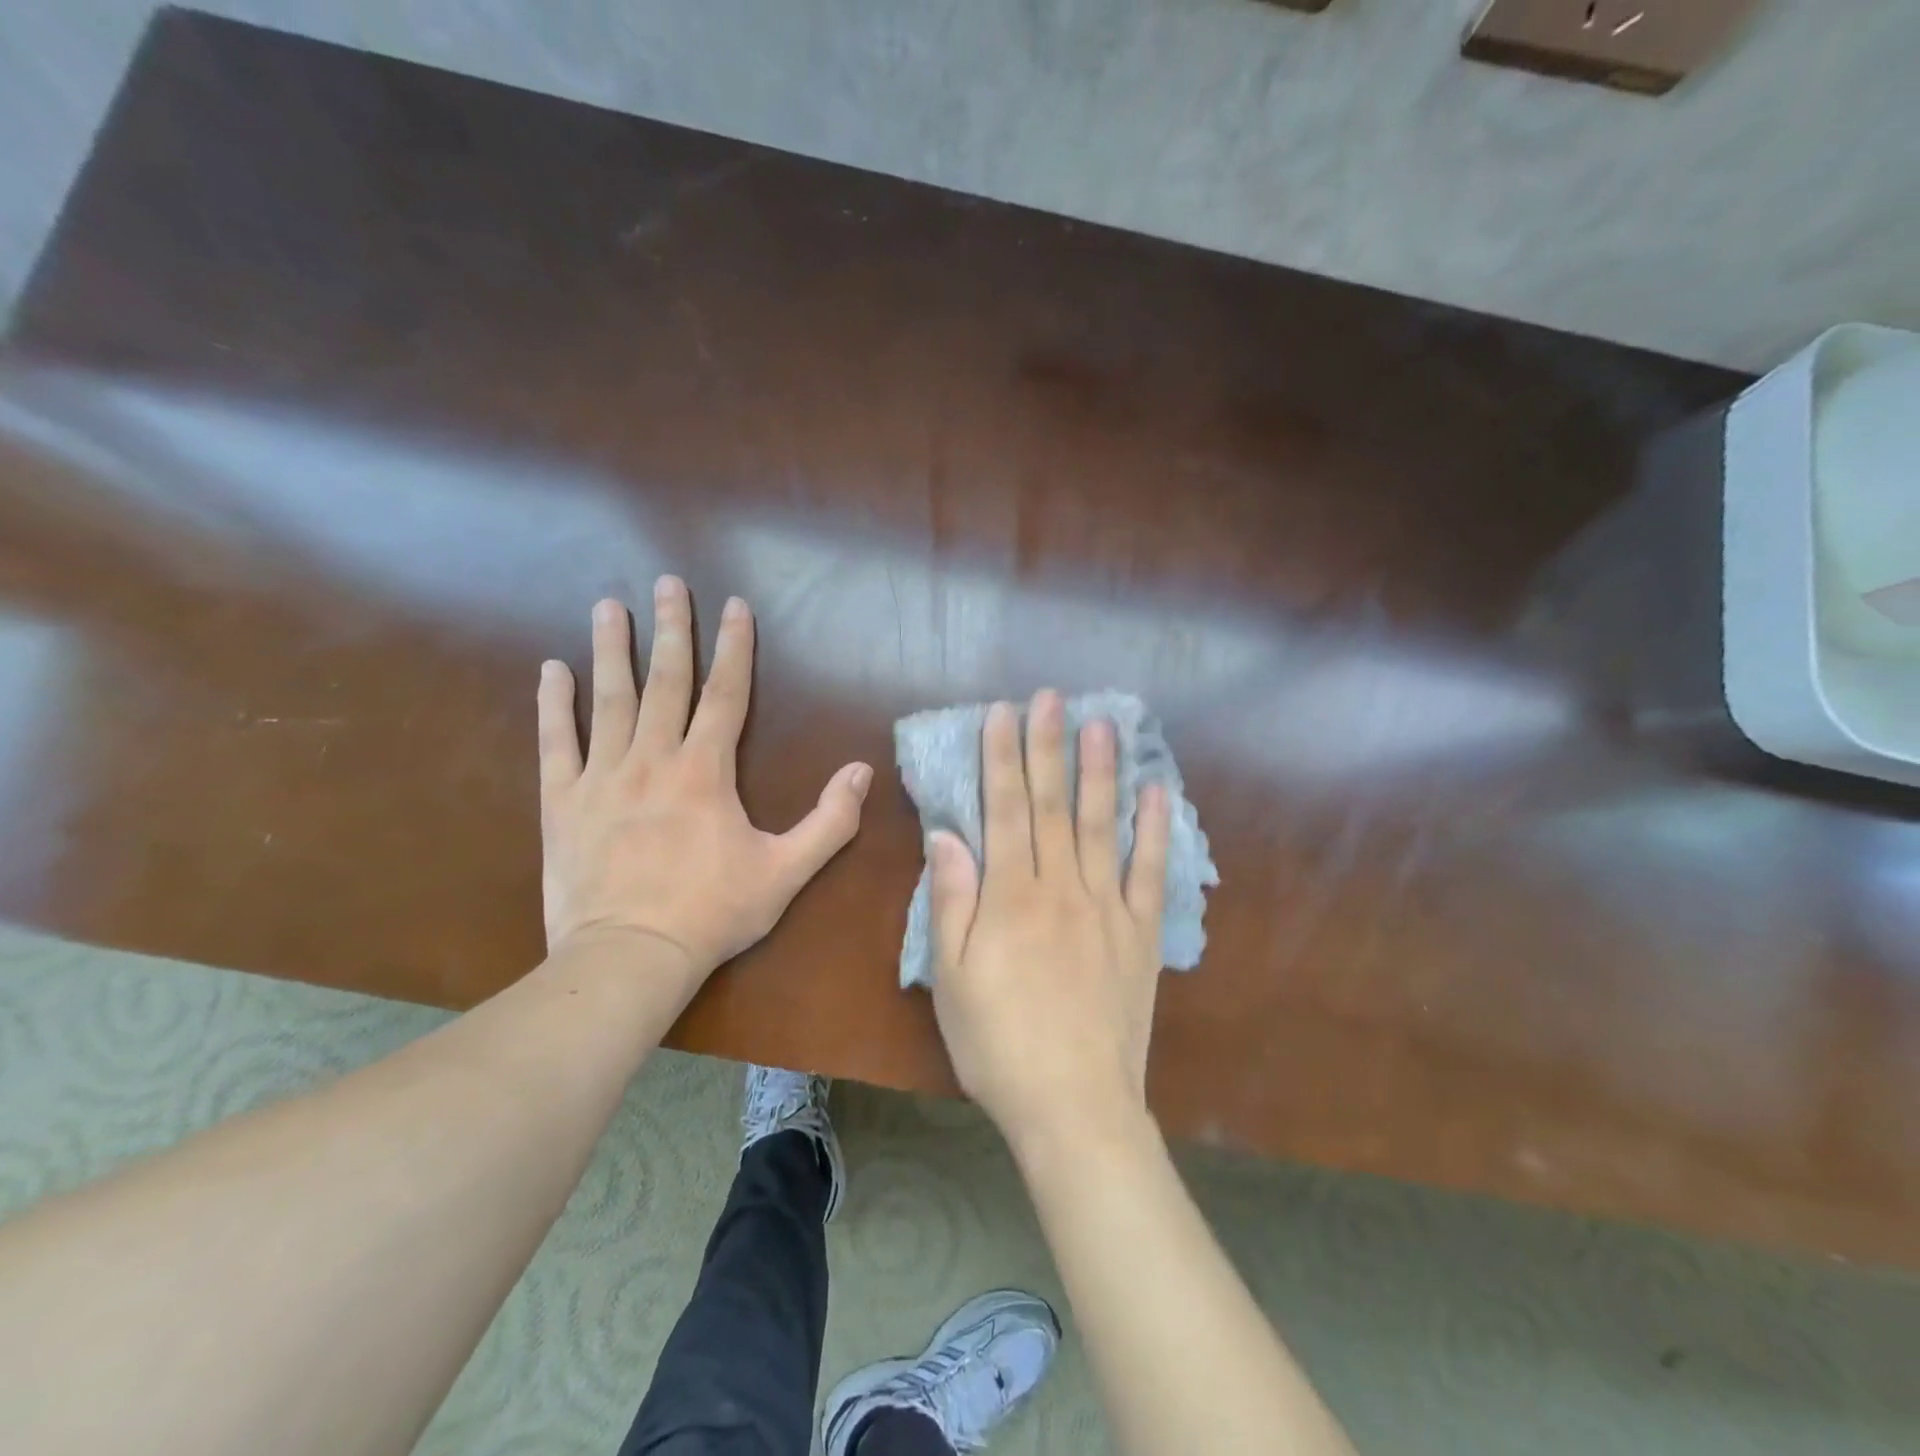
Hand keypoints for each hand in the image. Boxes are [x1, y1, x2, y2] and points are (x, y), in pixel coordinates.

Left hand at [537, 578, 871, 979]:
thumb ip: (830, 821)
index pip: (726, 694)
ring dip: (610, 649)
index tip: (734, 605)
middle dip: (670, 629)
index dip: (734, 647)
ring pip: (608, 700)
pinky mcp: (561, 802)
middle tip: (667, 582)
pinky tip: (551, 669)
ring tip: (607, 605)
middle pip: (665, 681)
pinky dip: (553, 705)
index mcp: (706, 770)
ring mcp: (602, 777)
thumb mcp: (786, 872)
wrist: (629, 956)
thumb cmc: (712, 913)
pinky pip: (556, 743)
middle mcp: (653, 758)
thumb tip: (863, 772)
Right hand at [927, 691, 1171, 1152]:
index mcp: (1010, 895)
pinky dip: (1155, 830)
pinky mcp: (1141, 933)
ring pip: (1102, 824)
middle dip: (1047, 746)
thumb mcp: (949, 977)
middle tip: (1051, 697)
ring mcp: (1107, 907)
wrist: (1073, 1104)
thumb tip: (947, 835)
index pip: (1004, 809)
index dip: (1001, 757)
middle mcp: (1060, 887)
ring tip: (1101, 724)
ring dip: (1100, 771)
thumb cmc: (997, 1043)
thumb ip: (951, 900)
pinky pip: (1150, 872)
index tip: (1003, 713)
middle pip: (1051, 804)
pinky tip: (1158, 792)